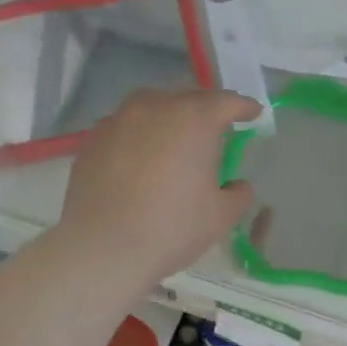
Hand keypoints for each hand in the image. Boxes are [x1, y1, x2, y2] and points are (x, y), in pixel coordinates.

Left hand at [53, 87, 259, 288]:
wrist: (104, 247)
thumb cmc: (172, 228)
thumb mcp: (221, 217)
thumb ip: (237, 195)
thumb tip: (237, 186)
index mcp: (193, 121)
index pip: (226, 102)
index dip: (244, 107)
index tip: (253, 113)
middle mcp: (154, 108)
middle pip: (188, 98)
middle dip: (206, 110)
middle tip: (217, 129)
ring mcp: (118, 120)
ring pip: (152, 108)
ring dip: (170, 119)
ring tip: (176, 140)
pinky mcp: (92, 140)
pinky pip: (126, 128)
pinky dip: (140, 136)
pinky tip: (142, 159)